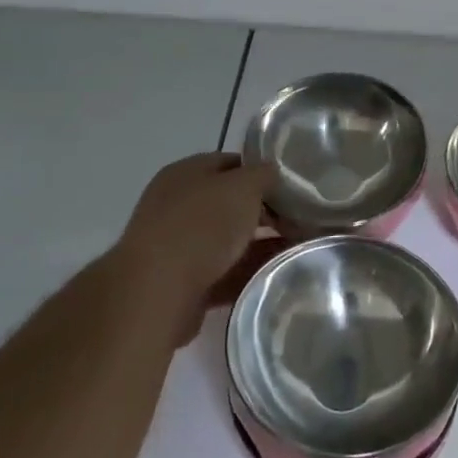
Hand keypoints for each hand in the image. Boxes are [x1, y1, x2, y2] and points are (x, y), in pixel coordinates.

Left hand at [112, 152, 279, 347]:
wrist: (157, 293)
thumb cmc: (201, 225)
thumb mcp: (243, 186)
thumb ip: (263, 175)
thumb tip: (272, 173)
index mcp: (186, 173)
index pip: (231, 163)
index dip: (262, 173)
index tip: (293, 188)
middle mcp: (178, 205)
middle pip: (231, 204)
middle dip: (265, 213)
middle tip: (299, 221)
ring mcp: (178, 247)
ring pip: (229, 241)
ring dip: (260, 246)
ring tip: (298, 251)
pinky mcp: (183, 285)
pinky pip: (224, 275)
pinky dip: (247, 275)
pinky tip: (275, 277)